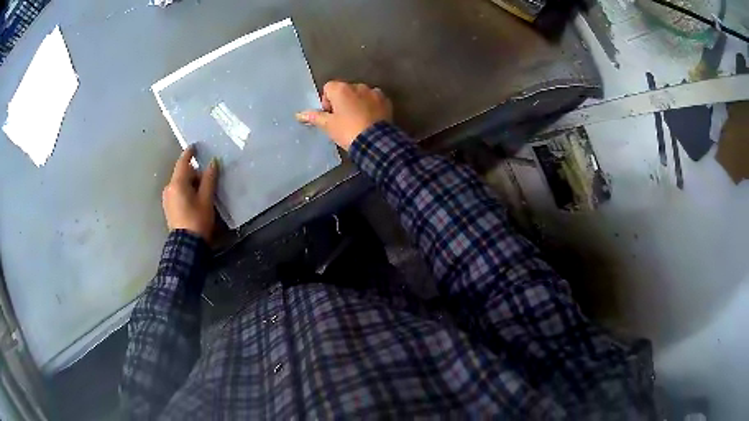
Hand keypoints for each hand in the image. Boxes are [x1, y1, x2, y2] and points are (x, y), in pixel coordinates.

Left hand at [162, 146, 218, 241]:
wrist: (187, 245)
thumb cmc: (197, 220)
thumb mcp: (206, 199)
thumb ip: (209, 179)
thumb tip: (213, 162)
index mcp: (177, 184)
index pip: (183, 163)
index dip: (190, 153)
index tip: (195, 146)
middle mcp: (169, 188)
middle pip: (182, 174)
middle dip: (195, 174)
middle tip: (208, 180)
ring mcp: (167, 199)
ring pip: (180, 184)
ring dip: (191, 184)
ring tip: (203, 193)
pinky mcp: (168, 208)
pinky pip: (177, 193)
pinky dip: (186, 192)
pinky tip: (195, 200)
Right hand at [296, 81, 392, 149]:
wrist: (375, 141)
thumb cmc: (347, 131)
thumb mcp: (328, 125)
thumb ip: (314, 117)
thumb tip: (299, 114)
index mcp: (341, 89)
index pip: (328, 88)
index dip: (327, 101)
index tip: (330, 115)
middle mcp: (358, 85)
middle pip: (345, 90)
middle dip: (343, 101)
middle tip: (343, 119)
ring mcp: (374, 92)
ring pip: (360, 94)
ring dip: (357, 102)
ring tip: (358, 120)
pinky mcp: (386, 101)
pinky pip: (374, 100)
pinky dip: (371, 106)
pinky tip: (370, 119)